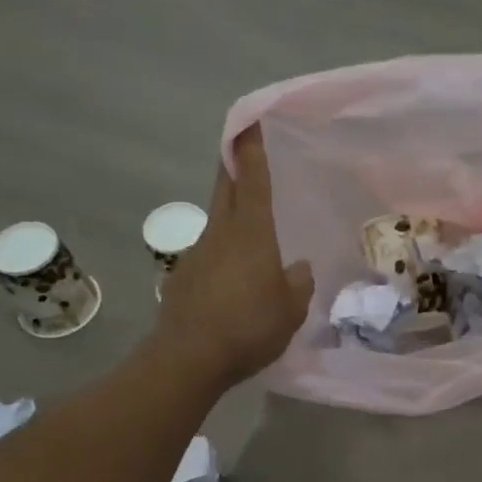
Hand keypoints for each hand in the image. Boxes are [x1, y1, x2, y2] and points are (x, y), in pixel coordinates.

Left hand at [154, 128, 314, 386]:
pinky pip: (209, 255)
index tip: (248, 122)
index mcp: (251, 233)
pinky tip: (233, 281)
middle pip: (225, 188)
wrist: (188, 359)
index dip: (251, 150)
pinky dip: (222, 255)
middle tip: (243, 151)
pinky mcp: (182, 278)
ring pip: (217, 223)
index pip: (252, 180)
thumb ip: (298, 284)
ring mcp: (197, 254)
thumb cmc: (249, 326)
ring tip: (252, 235)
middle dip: (234, 165)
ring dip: (231, 216)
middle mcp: (220, 233)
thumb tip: (298, 269)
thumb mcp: (291, 309)